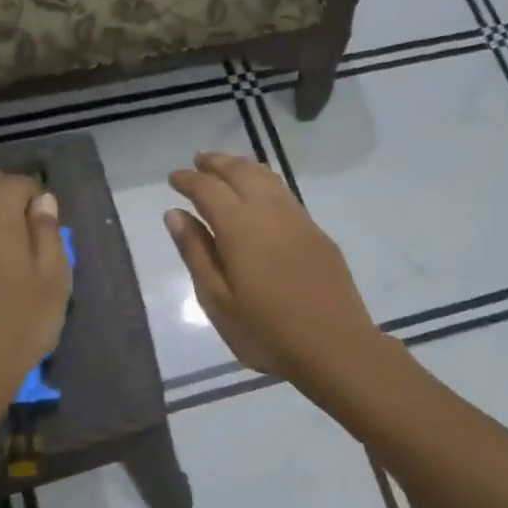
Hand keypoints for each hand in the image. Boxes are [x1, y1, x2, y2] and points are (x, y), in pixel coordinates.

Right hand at [165, 152, 379, 383]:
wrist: (334, 346)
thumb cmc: (266, 332)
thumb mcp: (218, 301)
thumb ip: (196, 253)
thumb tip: (176, 214)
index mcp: (240, 227)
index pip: (208, 189)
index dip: (188, 180)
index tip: (173, 177)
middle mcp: (270, 212)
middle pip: (241, 172)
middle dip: (217, 163)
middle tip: (198, 161)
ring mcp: (299, 221)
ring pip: (267, 178)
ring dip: (242, 167)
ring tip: (226, 167)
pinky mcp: (318, 234)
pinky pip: (285, 194)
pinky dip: (265, 182)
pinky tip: (261, 194)